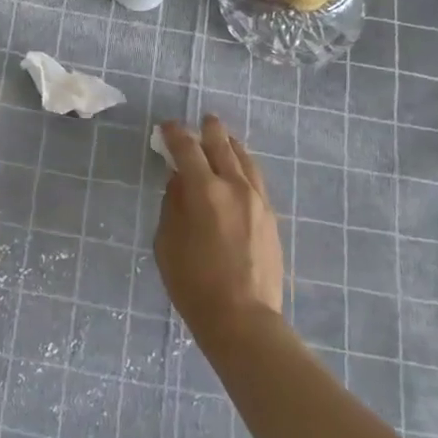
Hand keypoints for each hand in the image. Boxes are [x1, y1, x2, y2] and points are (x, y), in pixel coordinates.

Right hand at [154, 116, 286, 343]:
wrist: (242, 317)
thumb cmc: (193, 283)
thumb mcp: (167, 242)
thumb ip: (172, 205)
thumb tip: (179, 181)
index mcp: (205, 192)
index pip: (188, 150)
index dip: (175, 135)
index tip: (166, 127)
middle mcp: (235, 188)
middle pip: (223, 147)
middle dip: (210, 131)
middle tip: (203, 120)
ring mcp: (258, 202)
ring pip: (246, 161)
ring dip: (232, 145)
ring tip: (224, 137)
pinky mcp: (270, 218)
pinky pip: (257, 180)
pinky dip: (245, 166)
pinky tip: (240, 169)